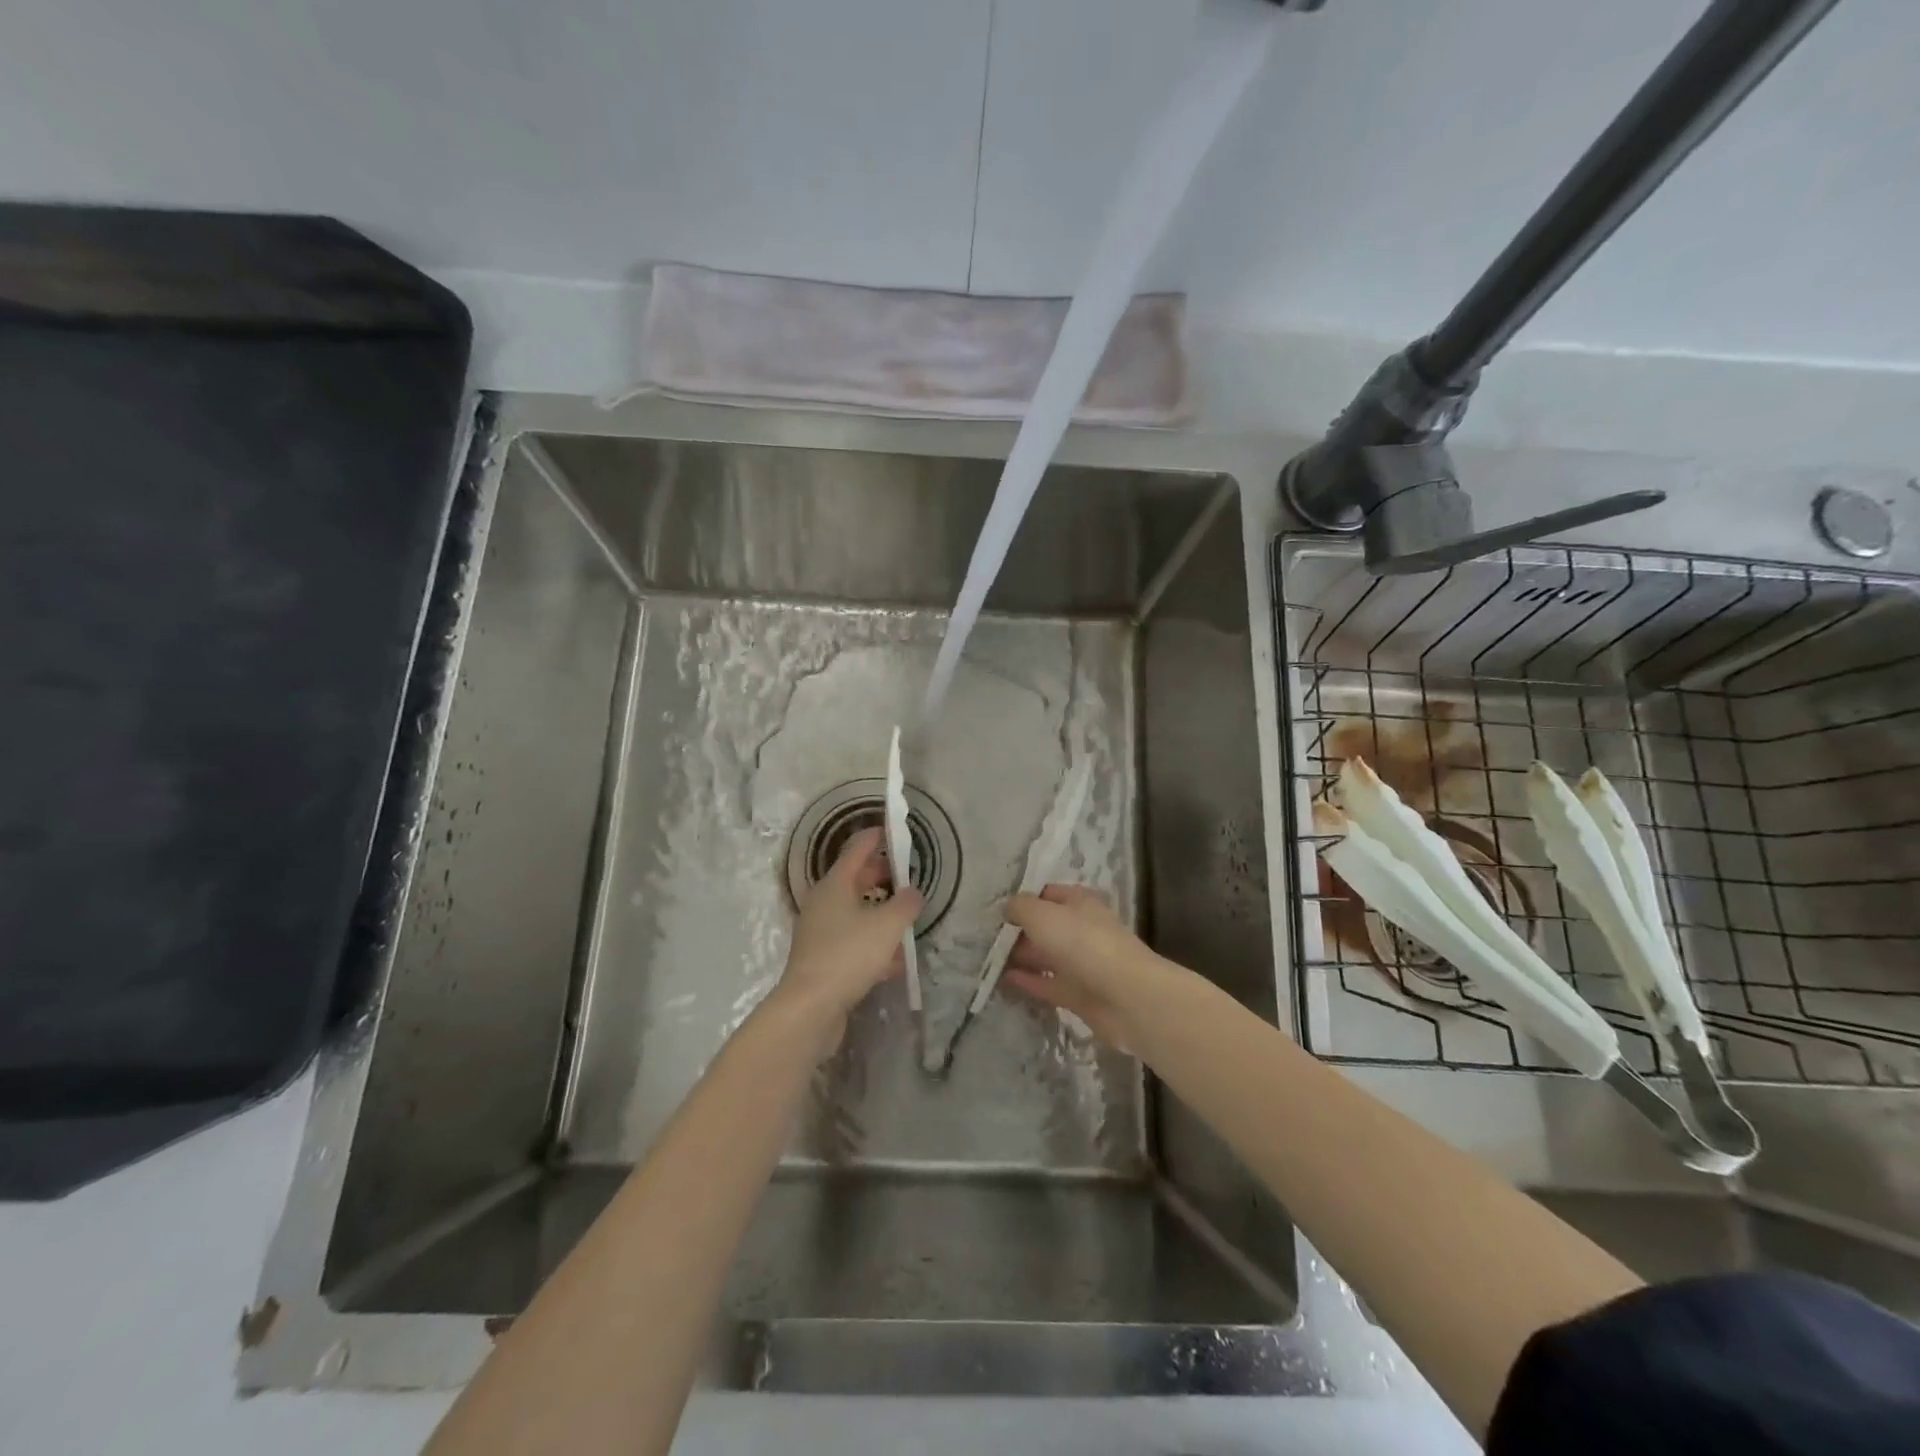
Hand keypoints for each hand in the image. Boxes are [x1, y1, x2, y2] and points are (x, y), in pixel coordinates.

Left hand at [772, 826, 921, 1053]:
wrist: (810, 1008)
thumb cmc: (849, 955)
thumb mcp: (887, 925)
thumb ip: (906, 904)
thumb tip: (913, 891)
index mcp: (834, 884)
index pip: (856, 849)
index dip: (875, 837)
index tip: (893, 830)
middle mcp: (823, 903)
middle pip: (854, 880)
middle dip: (880, 875)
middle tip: (906, 875)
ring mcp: (820, 932)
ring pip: (855, 912)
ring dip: (879, 911)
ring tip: (905, 917)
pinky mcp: (822, 960)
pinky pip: (853, 941)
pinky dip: (873, 942)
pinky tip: (895, 960)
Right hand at [1002, 885, 1180, 1049]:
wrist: (1125, 997)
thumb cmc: (1083, 943)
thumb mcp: (1042, 915)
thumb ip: (1021, 907)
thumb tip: (1009, 908)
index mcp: (1079, 902)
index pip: (1047, 894)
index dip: (1023, 899)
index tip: (994, 909)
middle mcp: (1082, 929)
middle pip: (1045, 927)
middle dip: (1018, 930)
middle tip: (984, 937)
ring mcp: (1082, 963)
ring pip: (1046, 956)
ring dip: (1020, 957)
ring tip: (987, 959)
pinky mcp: (1079, 994)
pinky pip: (1048, 984)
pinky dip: (1028, 981)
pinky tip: (1003, 981)